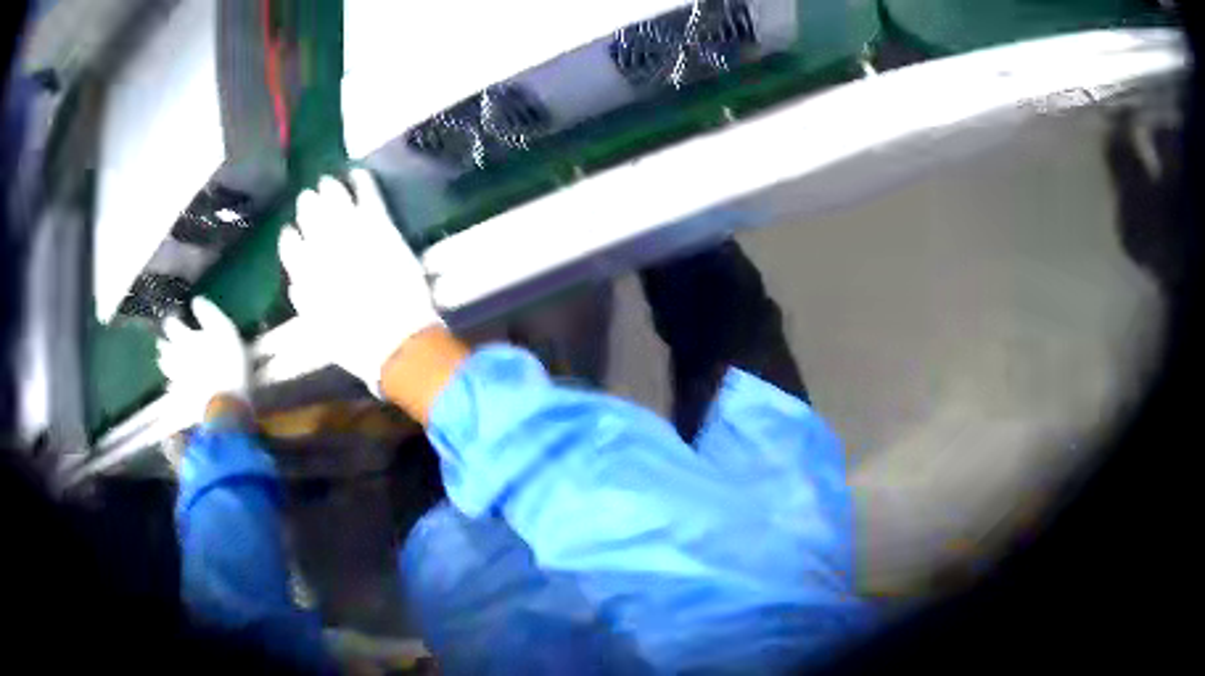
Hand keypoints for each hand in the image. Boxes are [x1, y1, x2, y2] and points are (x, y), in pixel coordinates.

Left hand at [157, 297, 250, 419]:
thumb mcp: (225, 329)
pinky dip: (171, 385)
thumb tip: (195, 299)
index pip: (170, 325)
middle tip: (168, 339)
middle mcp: (176, 357)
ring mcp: (177, 379)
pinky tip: (174, 386)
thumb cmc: (229, 362)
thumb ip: (208, 313)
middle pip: (164, 347)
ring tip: (167, 359)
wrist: (227, 405)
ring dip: (165, 362)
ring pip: (165, 368)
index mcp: (184, 338)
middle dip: (165, 342)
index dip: (172, 320)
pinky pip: (172, 389)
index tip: (176, 318)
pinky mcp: (182, 399)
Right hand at [278, 169, 442, 392]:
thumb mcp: (319, 331)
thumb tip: (294, 283)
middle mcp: (323, 251)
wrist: (396, 342)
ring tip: (326, 181)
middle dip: (308, 207)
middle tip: (308, 197)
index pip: (290, 248)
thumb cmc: (356, 347)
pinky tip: (358, 172)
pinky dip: (363, 183)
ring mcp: (353, 236)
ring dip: (330, 190)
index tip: (290, 232)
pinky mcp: (381, 229)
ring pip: (335, 203)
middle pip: (310, 219)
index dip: (290, 238)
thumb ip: (304, 303)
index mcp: (307, 277)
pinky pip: (369, 198)